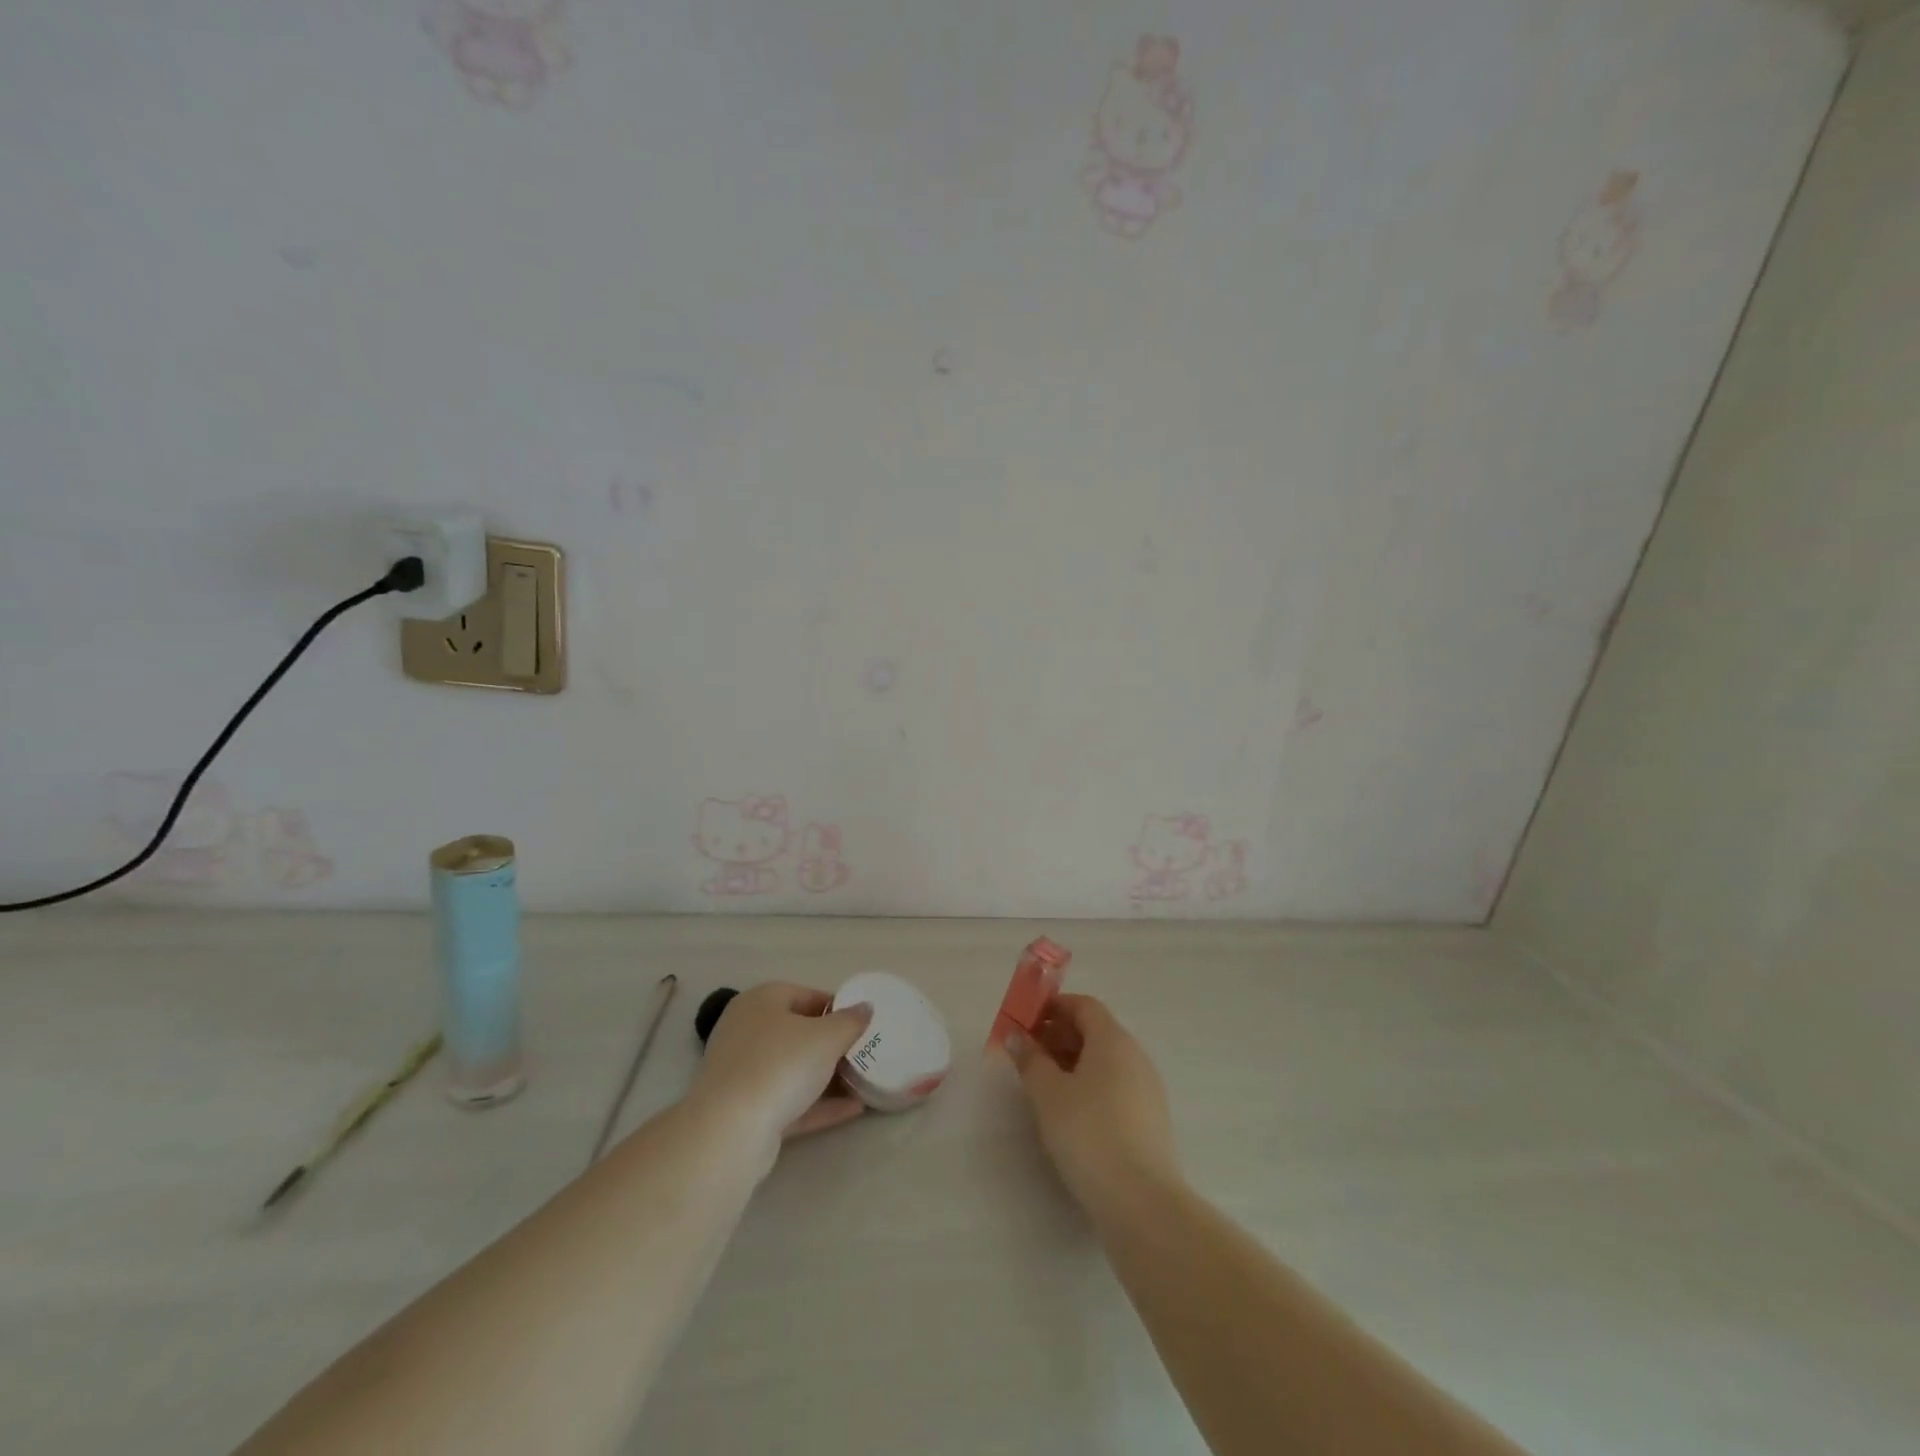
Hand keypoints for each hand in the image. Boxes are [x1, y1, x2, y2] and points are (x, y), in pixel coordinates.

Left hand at [689, 983, 872, 1159]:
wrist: (731, 1131)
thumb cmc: (781, 1064)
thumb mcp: (828, 1036)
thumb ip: (851, 1021)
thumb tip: (865, 1008)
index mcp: (760, 1002)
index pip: (804, 994)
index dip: (836, 1007)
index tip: (861, 1023)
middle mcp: (746, 1031)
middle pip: (797, 1033)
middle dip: (831, 1044)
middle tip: (863, 1052)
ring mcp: (743, 1073)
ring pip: (792, 1069)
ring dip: (826, 1077)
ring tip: (862, 1082)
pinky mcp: (745, 1111)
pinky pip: (788, 1101)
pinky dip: (817, 1104)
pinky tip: (853, 1110)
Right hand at [1007, 994, 1180, 1216]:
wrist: (1141, 1201)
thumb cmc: (1088, 1134)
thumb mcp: (1048, 1094)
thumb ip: (1030, 1059)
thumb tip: (1016, 1034)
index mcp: (1113, 1040)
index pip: (1083, 1005)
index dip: (1053, 1007)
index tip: (1025, 1023)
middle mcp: (1135, 1055)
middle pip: (1096, 1031)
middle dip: (1060, 1036)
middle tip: (1029, 1055)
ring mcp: (1148, 1088)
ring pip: (1106, 1061)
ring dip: (1074, 1062)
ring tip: (1045, 1086)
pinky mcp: (1151, 1119)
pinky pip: (1116, 1085)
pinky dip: (1091, 1085)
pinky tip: (1072, 1113)